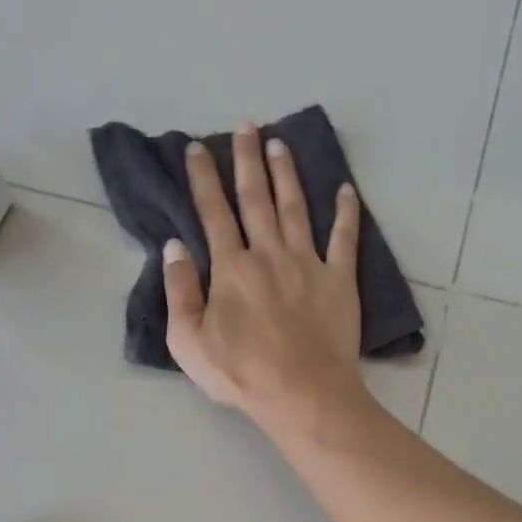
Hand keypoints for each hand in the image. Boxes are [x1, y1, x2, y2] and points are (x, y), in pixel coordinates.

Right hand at [163, 127, 368, 431]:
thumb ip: (179, 291)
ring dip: (287, 174)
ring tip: (281, 144)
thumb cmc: (241, 373)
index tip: (197, 148)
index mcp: (231, 268)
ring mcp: (308, 263)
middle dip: (248, 160)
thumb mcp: (188, 341)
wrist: (302, 393)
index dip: (203, 179)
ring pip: (296, 208)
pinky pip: (345, 238)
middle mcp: (269, 254)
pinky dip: (346, 213)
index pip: (213, 213)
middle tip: (247, 127)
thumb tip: (174, 247)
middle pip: (256, 198)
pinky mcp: (340, 280)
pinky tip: (346, 189)